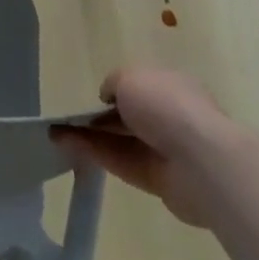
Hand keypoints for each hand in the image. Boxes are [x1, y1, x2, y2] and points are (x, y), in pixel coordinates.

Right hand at [58, 67, 237, 227]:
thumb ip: (113, 84)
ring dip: (90, 137)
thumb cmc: (165, 105)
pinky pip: (123, 163)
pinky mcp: (160, 181)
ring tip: (57, 134)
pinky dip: (96, 154)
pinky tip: (70, 147)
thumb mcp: (129, 78)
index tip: (93, 98)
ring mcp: (167, 150)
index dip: (114, 91)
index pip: (139, 87)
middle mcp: (171, 117)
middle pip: (129, 117)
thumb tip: (109, 98)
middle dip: (98, 117)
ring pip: (121, 141)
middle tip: (67, 119)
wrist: (201, 162)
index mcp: (171, 85)